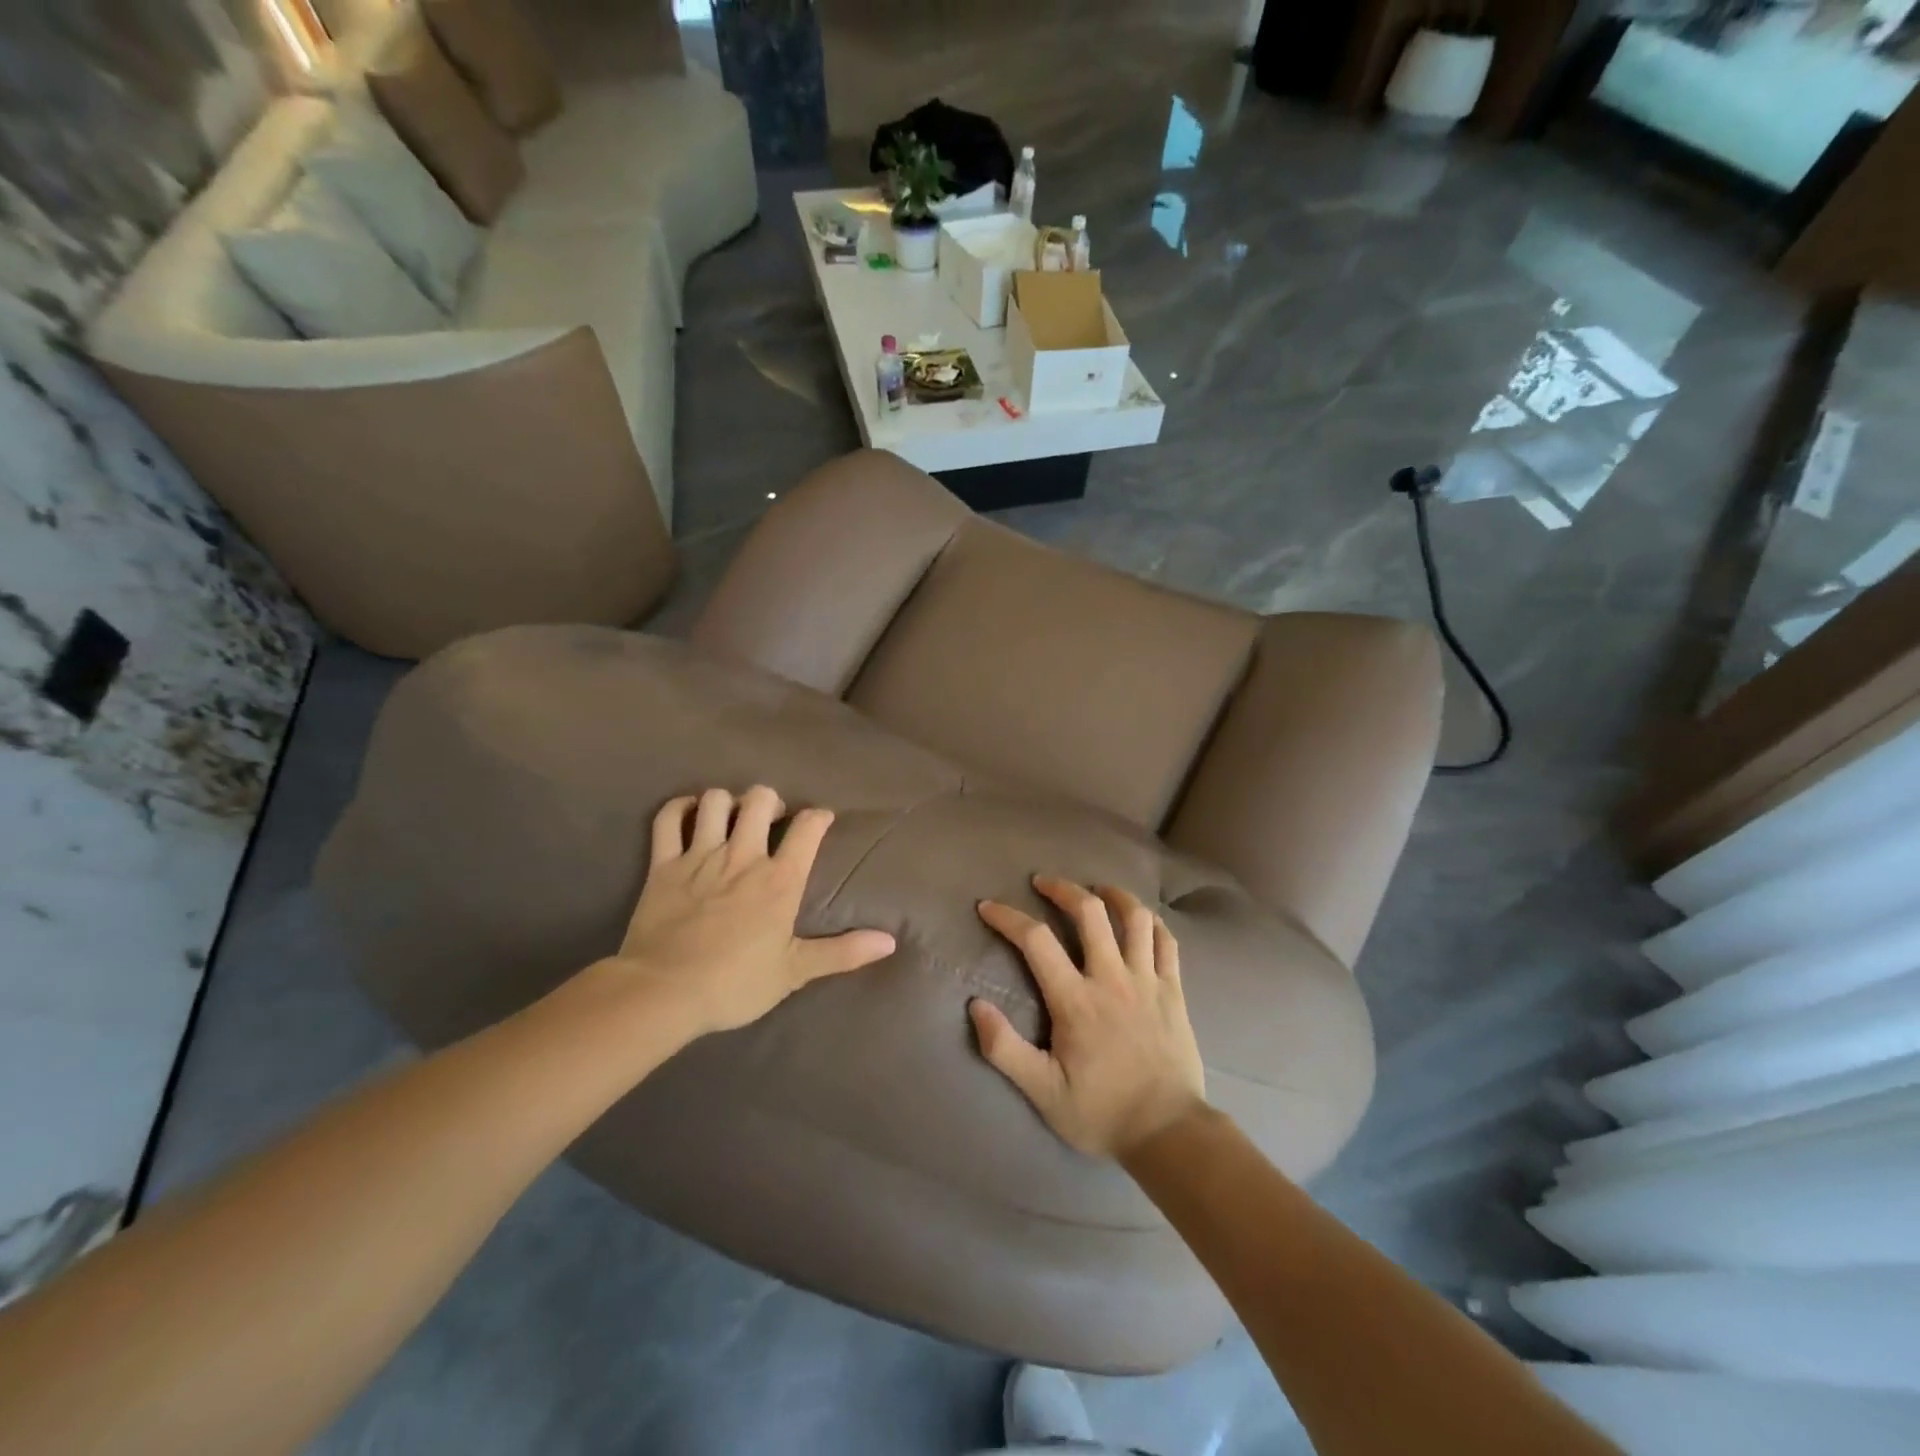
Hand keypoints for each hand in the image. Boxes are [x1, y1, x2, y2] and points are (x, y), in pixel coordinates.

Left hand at [613, 786, 895, 1036]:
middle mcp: (743, 856)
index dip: (819, 817)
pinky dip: (679, 808)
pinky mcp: (663, 864)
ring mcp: (700, 856)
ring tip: (732, 817)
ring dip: (728, 802)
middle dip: (770, 801)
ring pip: (716, 801)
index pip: (808, 828)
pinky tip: (689, 812)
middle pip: (760, 799)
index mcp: (779, 880)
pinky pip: (668, 819)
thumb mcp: (794, 972)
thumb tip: (889, 941)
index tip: (821, 821)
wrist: (663, 994)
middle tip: (772, 820)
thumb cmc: (734, 984)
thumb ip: (842, 952)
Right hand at [969, 876, 1205, 1158]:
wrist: (1169, 1132)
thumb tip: (976, 1005)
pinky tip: (1140, 920)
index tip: (988, 907)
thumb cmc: (1101, 1112)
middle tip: (1044, 883)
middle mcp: (1112, 978)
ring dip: (1113, 895)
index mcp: (1076, 1000)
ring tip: (1096, 891)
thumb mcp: (1042, 1092)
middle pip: (1089, 911)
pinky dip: (1151, 922)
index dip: (1008, 917)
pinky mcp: (1174, 990)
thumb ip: (1005, 1049)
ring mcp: (1148, 980)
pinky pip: (1166, 941)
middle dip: (1062, 889)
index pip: (1035, 940)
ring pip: (1135, 917)